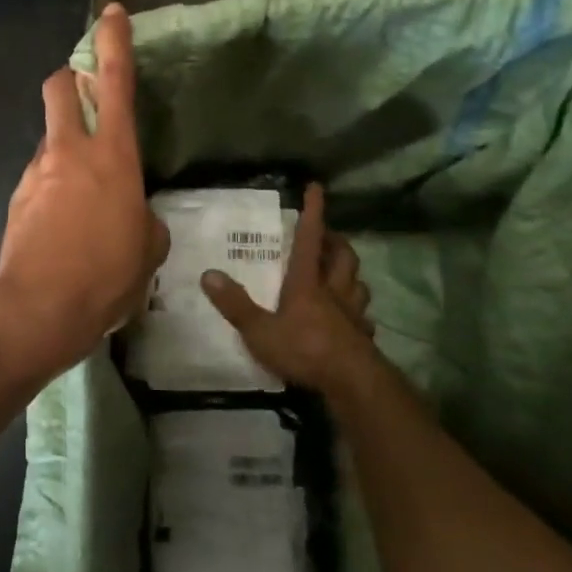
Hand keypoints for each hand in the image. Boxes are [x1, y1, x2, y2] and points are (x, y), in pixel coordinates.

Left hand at [0, 4, 169, 377]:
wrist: (40, 308)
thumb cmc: (108, 276)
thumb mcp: (149, 249)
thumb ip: (144, 219)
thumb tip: (133, 216)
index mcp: (112, 156)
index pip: (115, 82)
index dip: (114, 42)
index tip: (113, 13)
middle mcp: (69, 152)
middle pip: (58, 88)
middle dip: (69, 78)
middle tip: (85, 94)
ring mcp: (36, 173)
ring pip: (49, 138)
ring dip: (64, 146)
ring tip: (82, 194)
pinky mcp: (16, 198)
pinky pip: (38, 177)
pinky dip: (52, 186)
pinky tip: (63, 223)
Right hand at [201, 183, 382, 395]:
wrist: (353, 383)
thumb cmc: (304, 350)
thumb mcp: (260, 331)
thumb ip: (235, 304)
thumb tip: (208, 274)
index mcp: (307, 283)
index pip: (310, 239)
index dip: (313, 212)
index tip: (316, 187)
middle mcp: (334, 291)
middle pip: (343, 256)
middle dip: (336, 241)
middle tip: (327, 235)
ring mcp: (352, 314)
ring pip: (358, 282)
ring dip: (350, 272)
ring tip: (341, 271)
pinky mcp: (363, 337)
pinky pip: (363, 316)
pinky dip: (357, 310)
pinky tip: (351, 317)